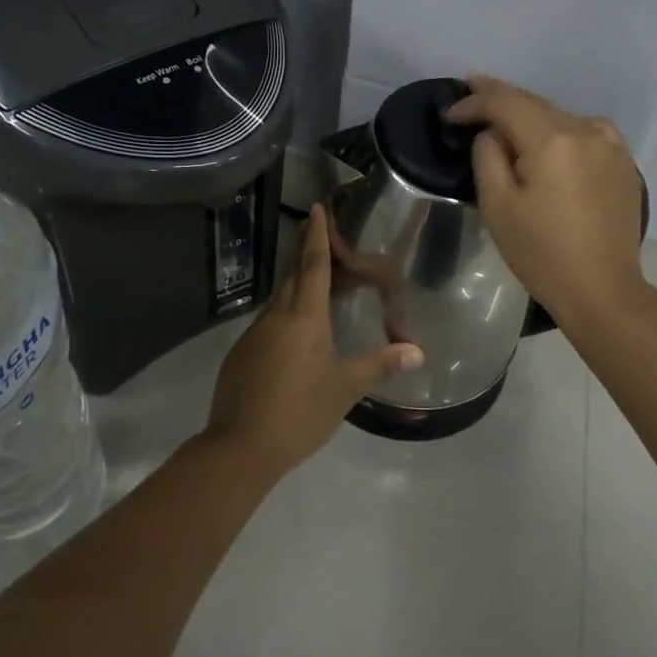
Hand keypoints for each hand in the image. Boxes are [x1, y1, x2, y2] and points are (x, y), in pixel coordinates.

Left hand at [205, 205, 423, 476]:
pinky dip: (284, 311)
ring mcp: (254, 334)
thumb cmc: (299, 413)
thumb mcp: (345, 390)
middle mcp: (276, 316)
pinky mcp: (242, 354)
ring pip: (278, 298)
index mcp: (303, 318)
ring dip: (295, 282)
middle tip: (318, 232)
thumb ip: (380, 365)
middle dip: (305, 251)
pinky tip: (293, 330)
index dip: (317, 237)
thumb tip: (417, 350)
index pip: (313, 266)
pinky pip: (268, 320)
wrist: (239, 447)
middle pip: (293, 275)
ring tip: (314, 279)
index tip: (316, 208)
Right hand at [445, 74, 645, 326]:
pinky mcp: (623, 163)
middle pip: (535, 102)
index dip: (475, 103)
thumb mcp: (498, 205)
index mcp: (552, 140)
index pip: (506, 104)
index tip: (451, 113)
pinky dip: (562, 126)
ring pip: (561, 115)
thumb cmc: (541, 253)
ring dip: (531, 111)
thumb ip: (489, 156)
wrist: (602, 290)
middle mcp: (585, 131)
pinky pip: (586, 131)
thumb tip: (493, 133)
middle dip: (501, 96)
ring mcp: (610, 146)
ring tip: (505, 112)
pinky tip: (552, 136)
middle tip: (472, 85)